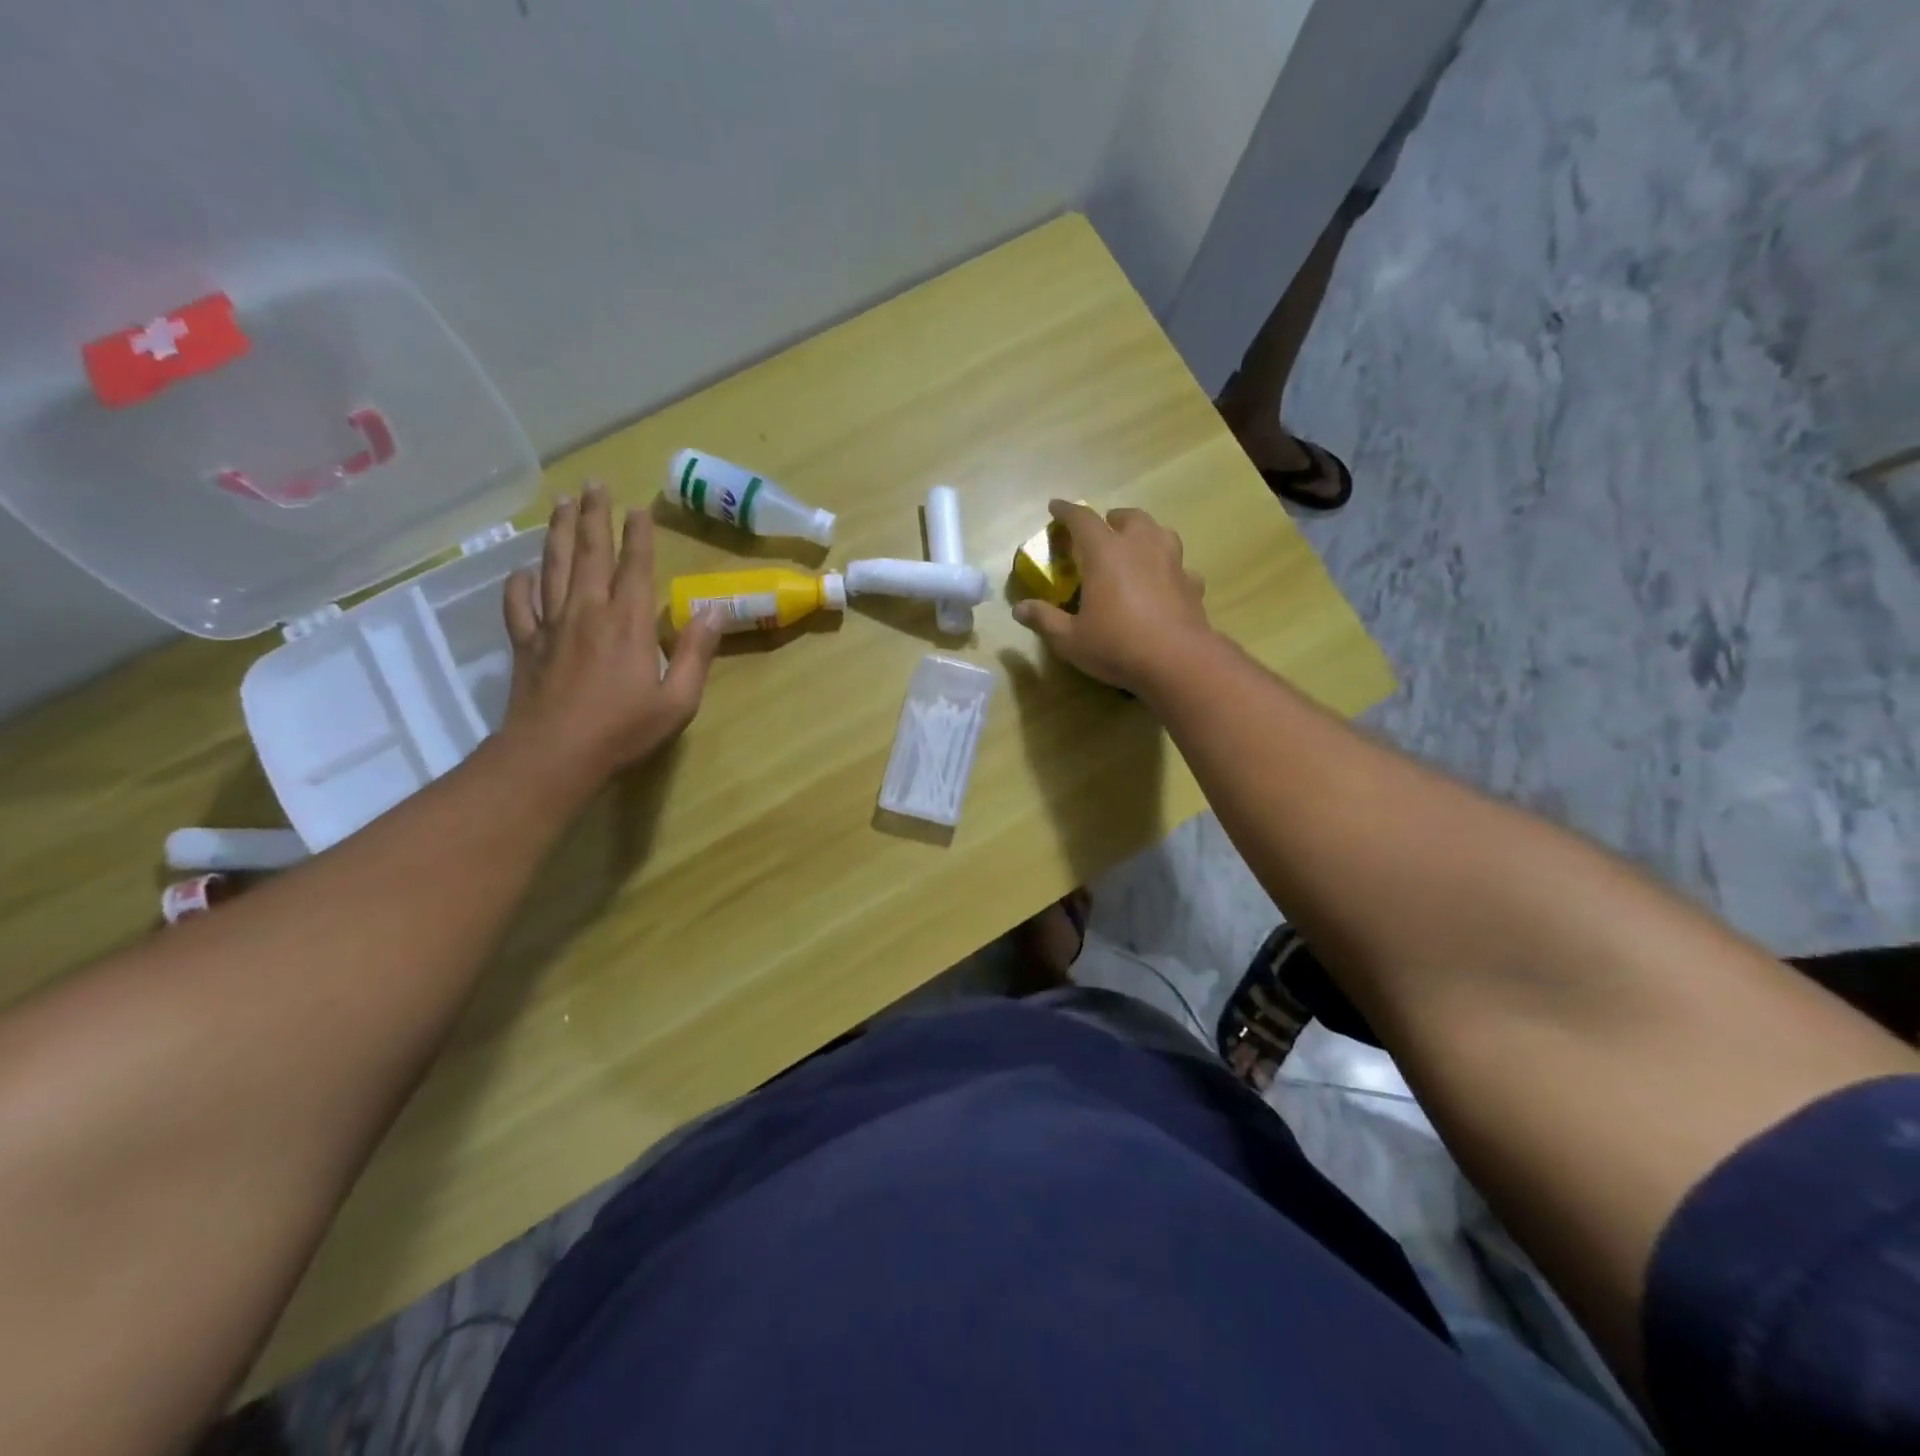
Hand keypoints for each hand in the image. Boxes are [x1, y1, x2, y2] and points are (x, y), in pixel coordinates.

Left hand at [500, 482, 722, 784]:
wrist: (553, 756)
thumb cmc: (623, 731)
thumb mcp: (678, 700)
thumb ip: (695, 652)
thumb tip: (713, 610)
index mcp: (627, 623)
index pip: (634, 567)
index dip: (637, 535)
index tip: (637, 508)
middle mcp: (588, 612)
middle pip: (589, 553)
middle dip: (593, 516)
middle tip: (592, 483)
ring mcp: (551, 625)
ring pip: (553, 566)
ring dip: (559, 532)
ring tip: (562, 503)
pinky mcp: (526, 643)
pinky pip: (520, 603)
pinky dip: (521, 581)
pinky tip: (524, 569)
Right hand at [1012, 500, 1209, 693]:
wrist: (1178, 662)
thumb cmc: (1117, 645)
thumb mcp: (1070, 639)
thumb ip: (1044, 620)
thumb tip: (1019, 608)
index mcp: (1105, 552)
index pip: (1082, 519)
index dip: (1066, 511)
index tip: (1055, 507)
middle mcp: (1140, 546)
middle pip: (1128, 517)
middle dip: (1111, 520)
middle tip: (1100, 533)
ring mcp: (1172, 561)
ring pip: (1159, 532)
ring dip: (1144, 535)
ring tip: (1134, 550)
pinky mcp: (1192, 583)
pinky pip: (1178, 565)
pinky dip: (1167, 568)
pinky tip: (1163, 583)